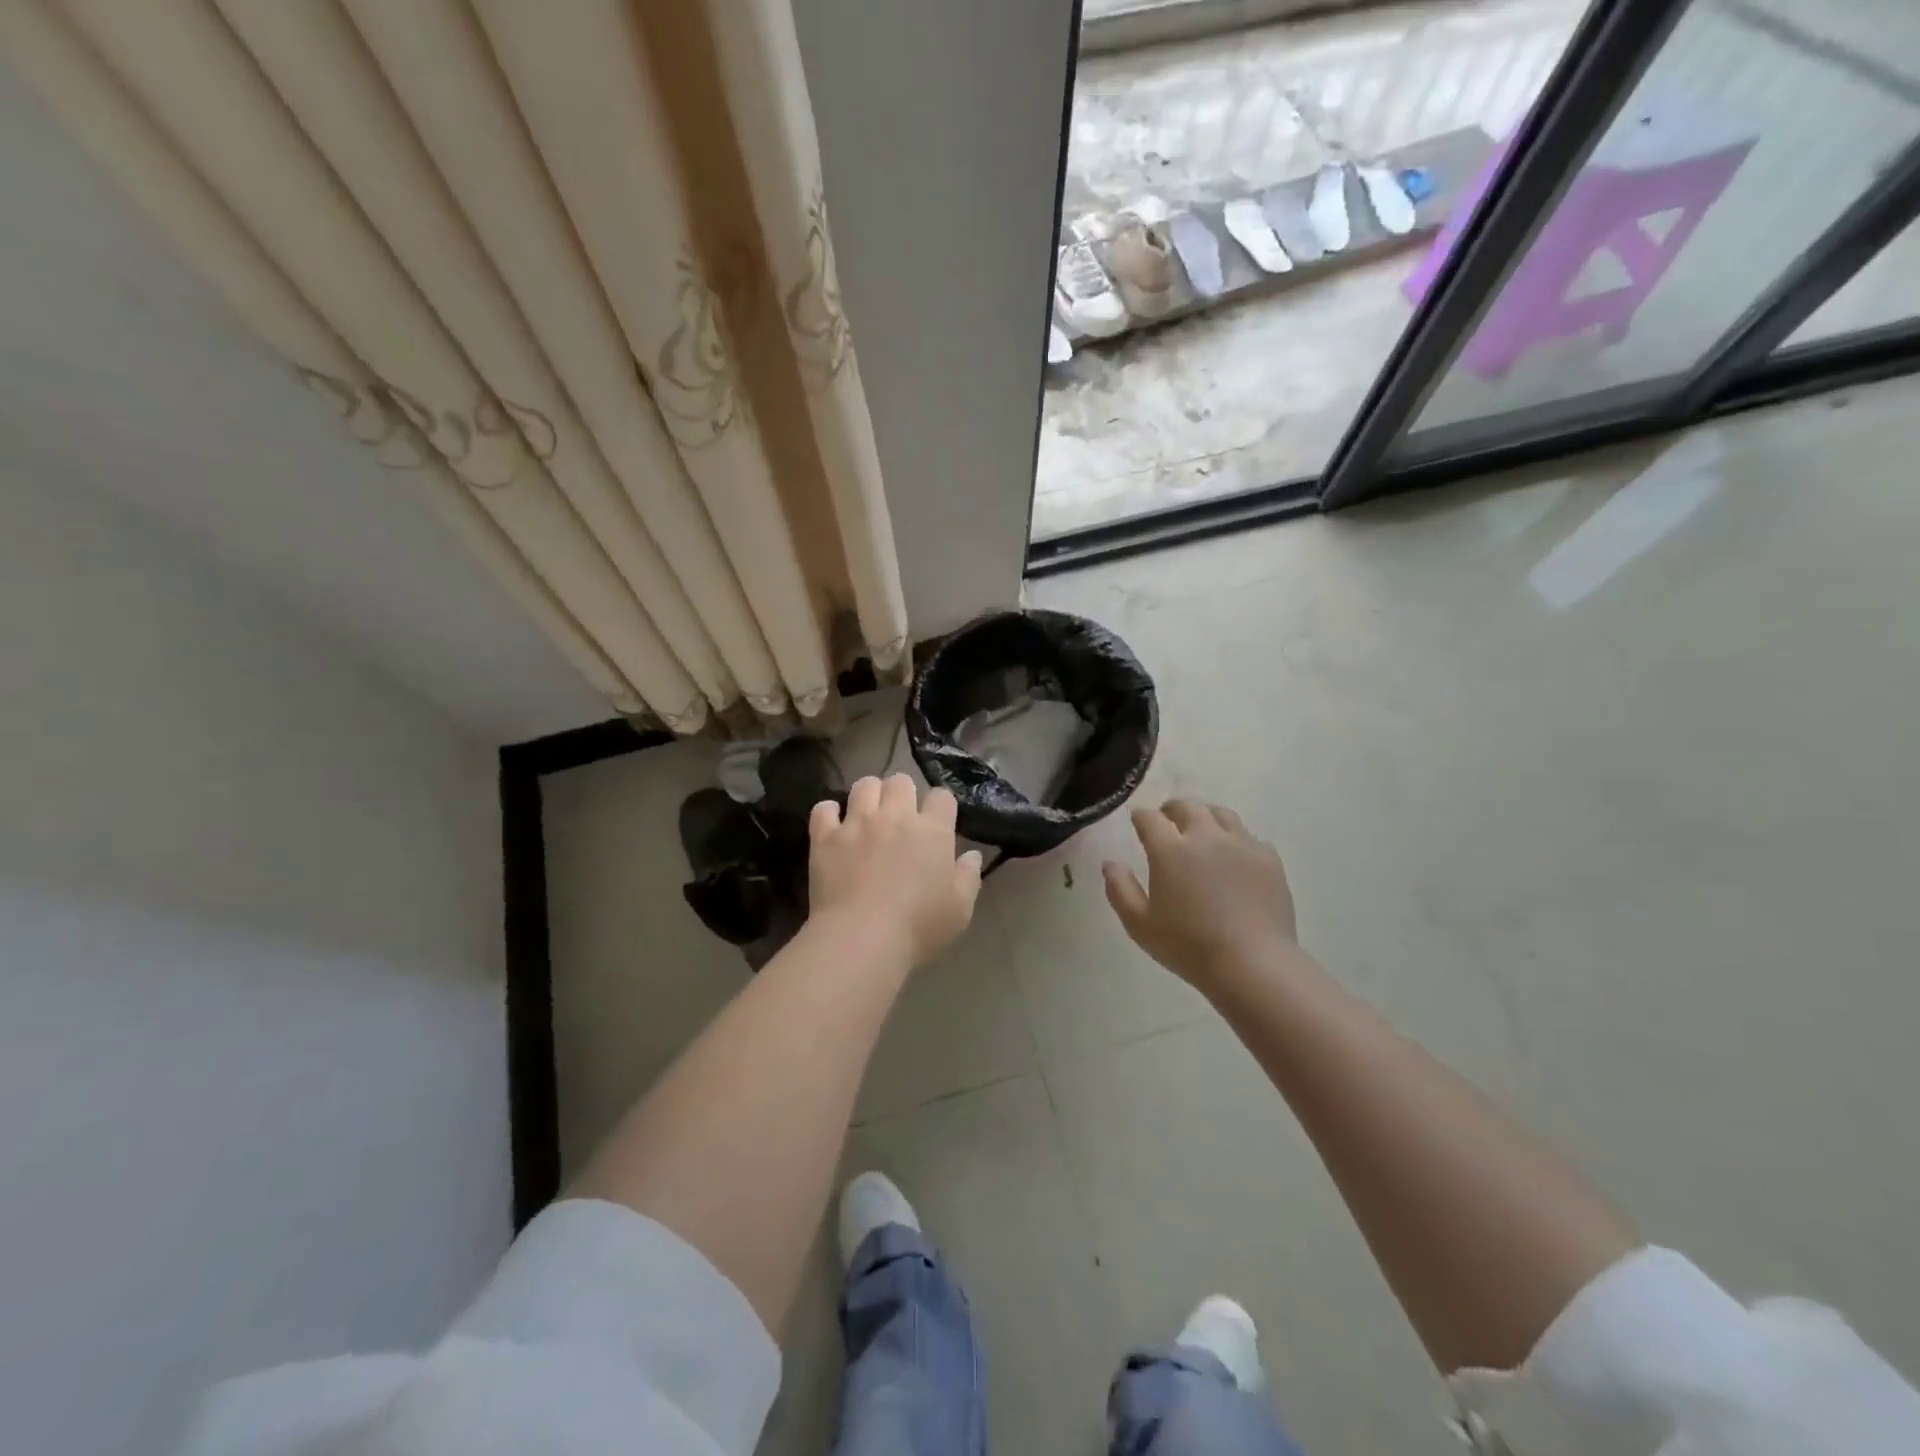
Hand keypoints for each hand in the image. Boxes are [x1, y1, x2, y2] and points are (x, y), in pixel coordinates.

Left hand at [810, 774, 983, 965]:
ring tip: (868, 813)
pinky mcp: (825, 837)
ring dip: (869, 794)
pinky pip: (824, 809)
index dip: (941, 805)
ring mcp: (857, 823)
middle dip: (902, 792)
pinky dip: (829, 813)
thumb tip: (972, 855)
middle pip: (900, 781)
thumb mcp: (960, 909)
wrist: (862, 938)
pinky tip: (833, 826)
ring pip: (863, 785)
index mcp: (932, 831)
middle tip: (900, 815)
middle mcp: (895, 816)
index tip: (938, 821)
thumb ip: (968, 877)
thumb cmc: (919, 927)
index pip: (942, 797)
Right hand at [1103, 799, 1298, 992]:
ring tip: (1201, 832)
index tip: (1138, 822)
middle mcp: (1206, 837)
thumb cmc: (1189, 946)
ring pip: (1221, 813)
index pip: (1150, 818)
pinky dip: (1235, 839)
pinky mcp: (1269, 858)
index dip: (1140, 816)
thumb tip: (1110, 863)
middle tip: (1167, 821)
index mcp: (1170, 850)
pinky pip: (1249, 837)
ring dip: (1205, 816)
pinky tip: (1234, 857)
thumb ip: (1120, 889)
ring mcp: (1241, 844)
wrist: (1252, 964)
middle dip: (1172, 809)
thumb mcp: (1140, 925)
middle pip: (1187, 805)